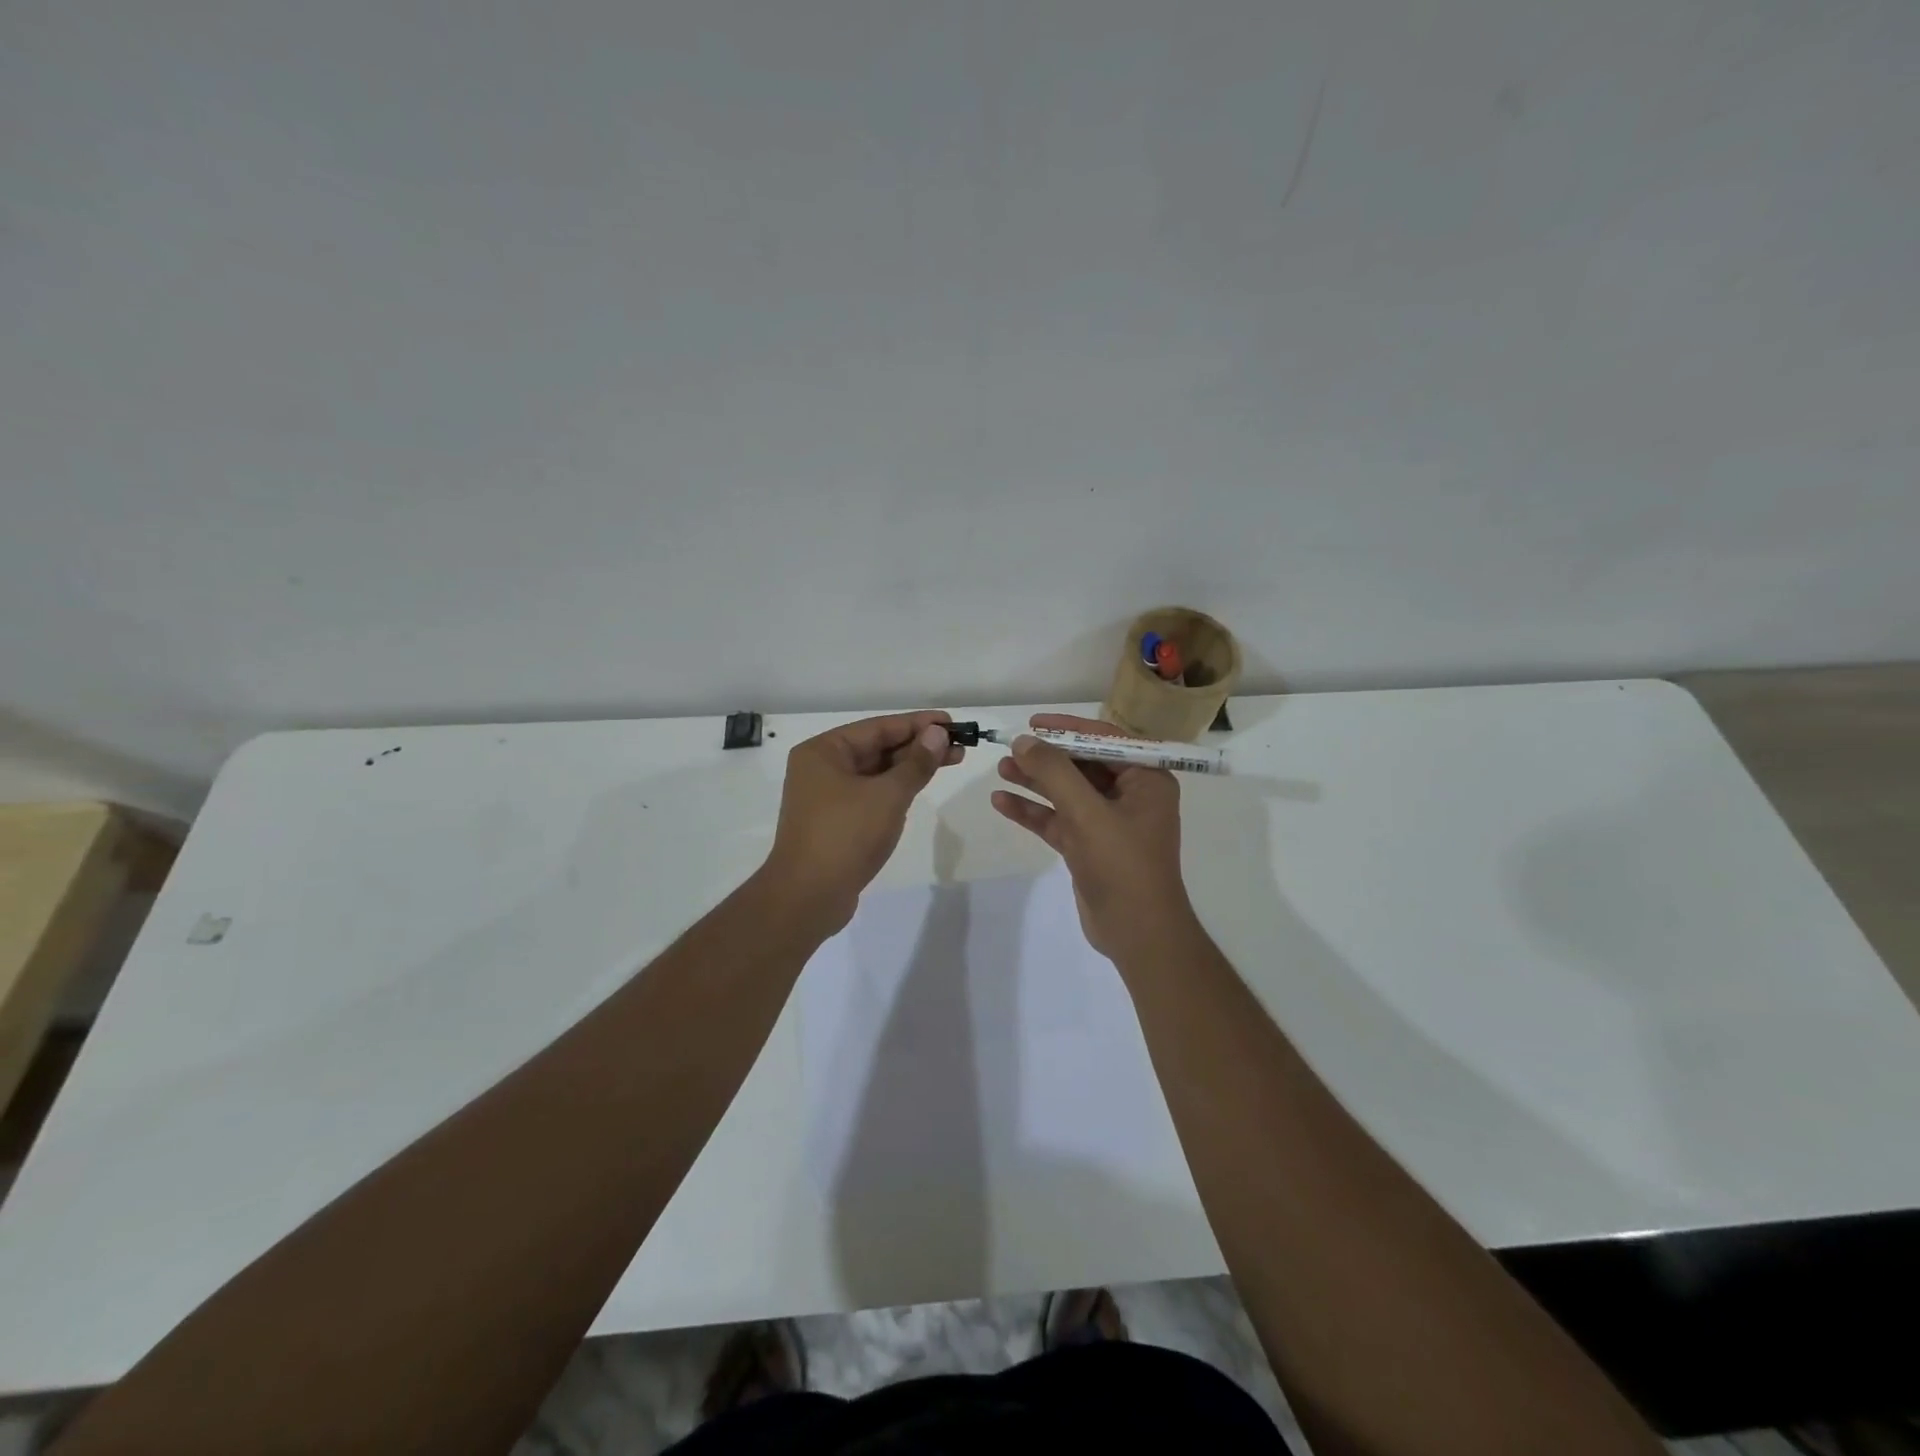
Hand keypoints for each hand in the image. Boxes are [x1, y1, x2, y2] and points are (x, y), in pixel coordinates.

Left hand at [762, 710, 962, 933]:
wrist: (808, 897)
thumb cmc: (845, 836)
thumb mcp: (888, 795)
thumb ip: (916, 763)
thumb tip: (937, 733)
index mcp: (823, 751)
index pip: (878, 727)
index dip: (918, 723)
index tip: (952, 723)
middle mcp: (821, 768)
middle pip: (877, 747)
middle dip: (918, 746)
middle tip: (959, 745)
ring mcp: (826, 796)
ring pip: (876, 772)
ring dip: (911, 767)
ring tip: (951, 761)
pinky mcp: (836, 821)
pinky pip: (871, 794)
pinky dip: (896, 788)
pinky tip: (920, 785)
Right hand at [989, 713, 1196, 959]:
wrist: (1137, 933)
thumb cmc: (1122, 864)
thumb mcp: (1086, 812)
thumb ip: (1054, 772)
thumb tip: (1023, 741)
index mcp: (1146, 779)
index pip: (1105, 740)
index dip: (1068, 728)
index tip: (1033, 723)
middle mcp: (1131, 796)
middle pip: (1082, 765)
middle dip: (1046, 757)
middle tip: (1010, 748)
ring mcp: (1108, 823)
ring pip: (1067, 792)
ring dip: (1035, 782)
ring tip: (1001, 769)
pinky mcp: (1089, 847)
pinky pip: (1059, 820)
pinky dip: (1033, 811)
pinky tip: (1002, 802)